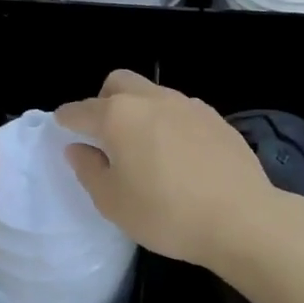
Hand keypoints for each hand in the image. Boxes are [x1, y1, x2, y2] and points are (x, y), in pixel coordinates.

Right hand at [56, 70, 280, 271]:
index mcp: (119, 116)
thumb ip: (89, 170)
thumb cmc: (166, 214)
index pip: (80, 110)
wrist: (241, 218)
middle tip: (104, 135)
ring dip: (139, 111)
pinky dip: (168, 123)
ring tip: (144, 147)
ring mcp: (188, 105)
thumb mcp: (113, 202)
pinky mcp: (215, 118)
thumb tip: (78, 148)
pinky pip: (180, 110)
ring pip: (152, 94)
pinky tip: (177, 155)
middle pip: (118, 83)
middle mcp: (152, 99)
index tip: (62, 129)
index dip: (66, 120)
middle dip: (103, 100)